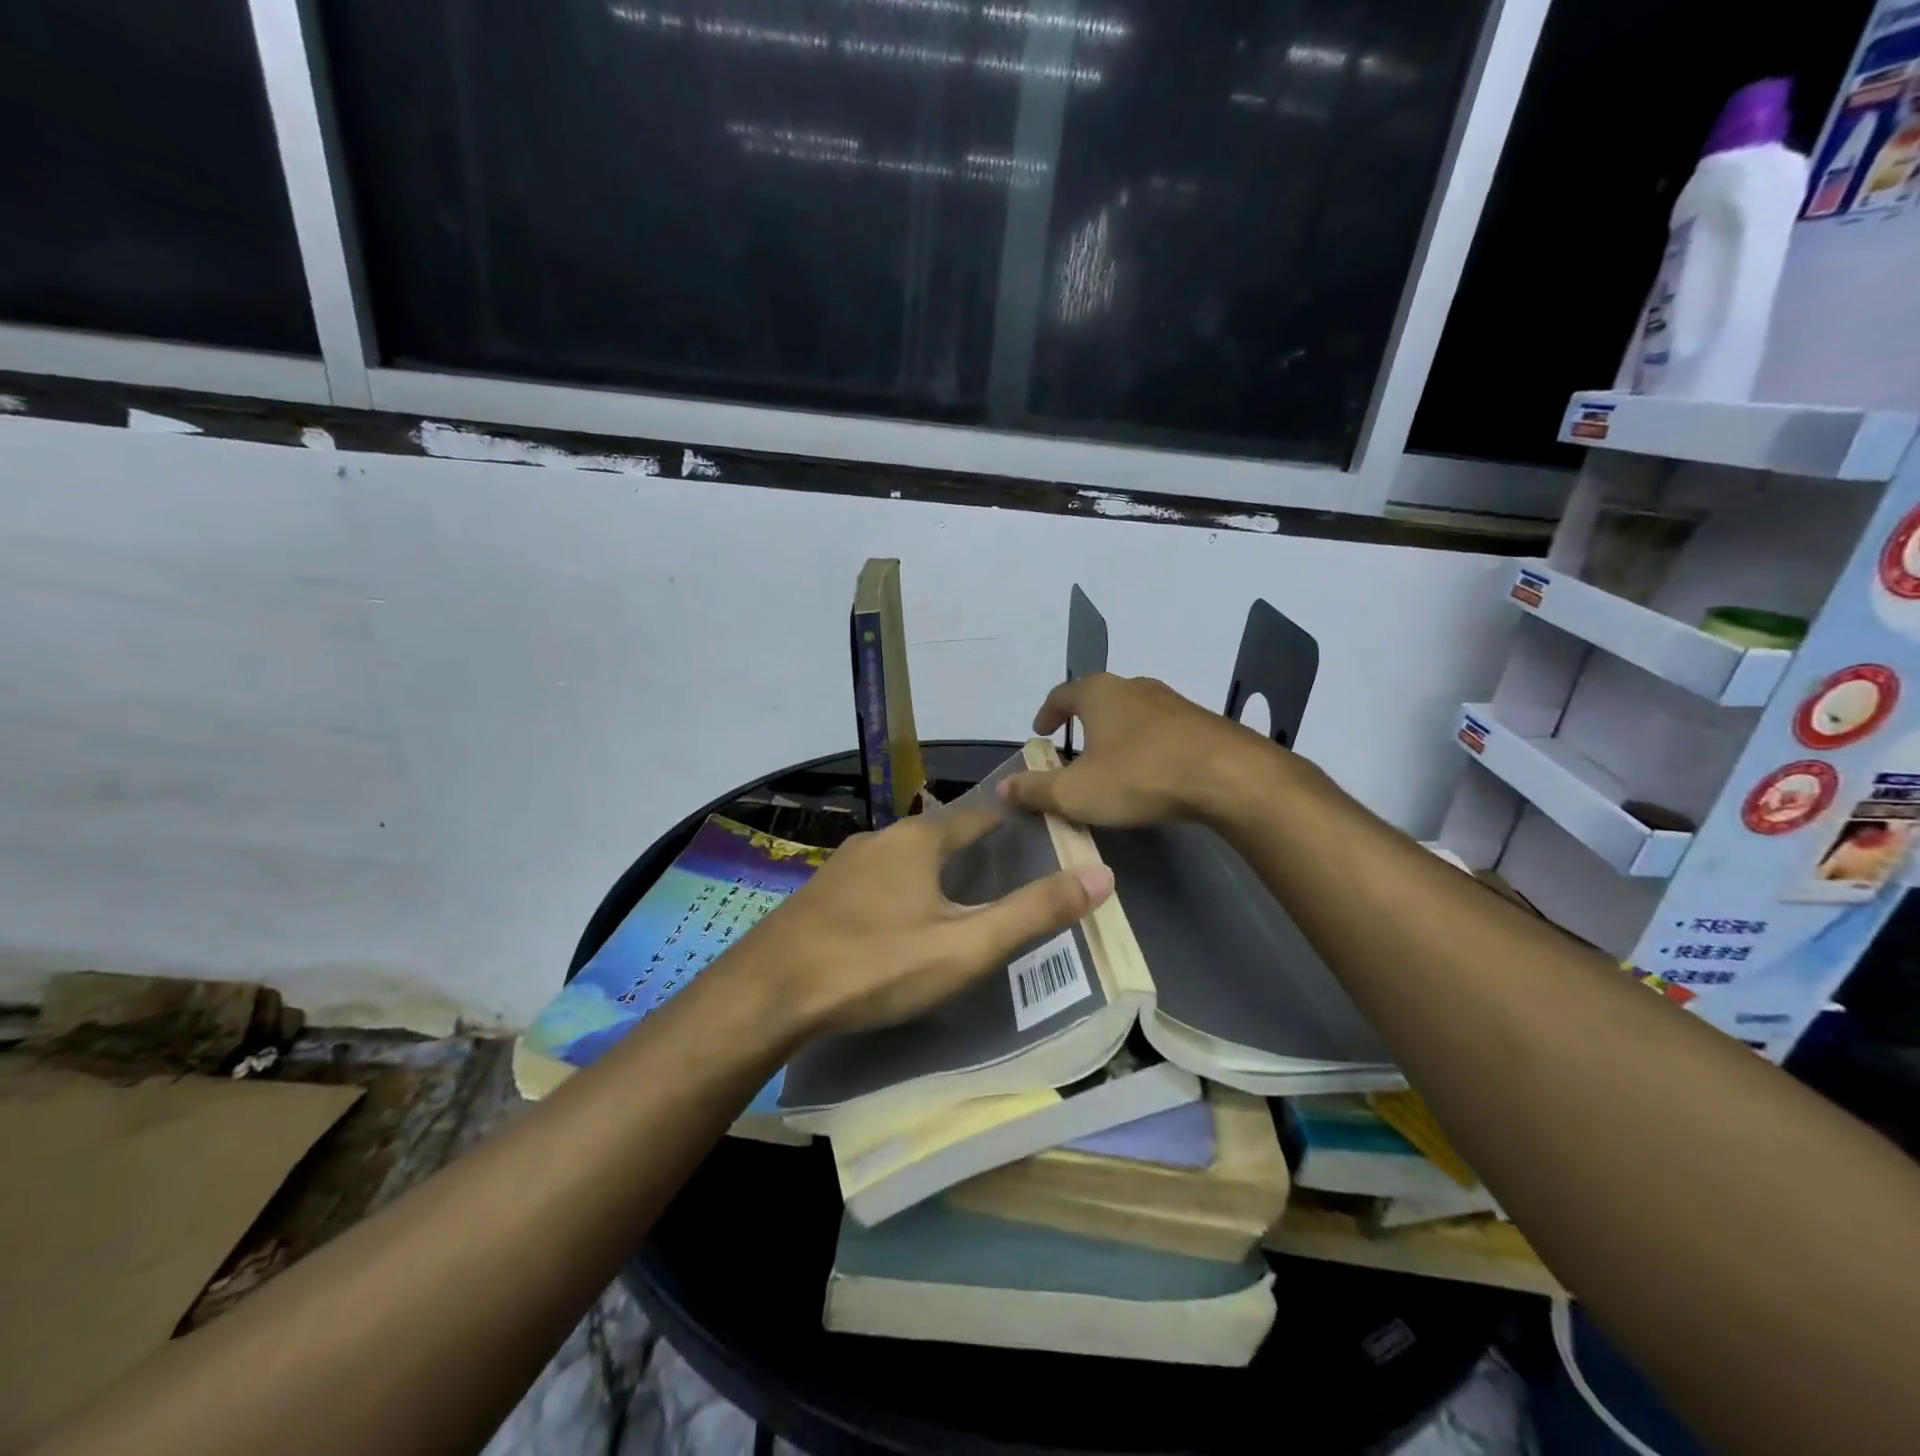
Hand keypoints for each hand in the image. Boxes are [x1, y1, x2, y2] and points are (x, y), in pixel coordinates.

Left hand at [735, 808, 1112, 1037]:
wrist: (768, 992)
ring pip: (903, 857)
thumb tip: (1101, 874)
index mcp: (919, 839)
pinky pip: (874, 879)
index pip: (979, 815)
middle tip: (1001, 874)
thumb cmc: (875, 964)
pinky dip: (897, 888)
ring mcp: (844, 863)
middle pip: (939, 833)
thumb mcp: (965, 946)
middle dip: (970, 848)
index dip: (1010, 822)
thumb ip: (1032, 912)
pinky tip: (894, 920)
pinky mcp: (820, 892)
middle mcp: (881, 838)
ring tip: (953, 897)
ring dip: (931, 869)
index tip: (1035, 831)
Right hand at [998, 673, 1276, 826]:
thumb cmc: (1139, 776)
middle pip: (1099, 699)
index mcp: (1099, 693)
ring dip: (1117, 733)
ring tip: (1111, 761)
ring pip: (1132, 713)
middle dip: (1083, 722)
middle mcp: (1134, 687)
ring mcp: (1171, 701)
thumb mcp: (1076, 793)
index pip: (1062, 694)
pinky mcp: (1200, 722)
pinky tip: (1150, 771)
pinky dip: (1146, 745)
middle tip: (1073, 748)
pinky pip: (1161, 730)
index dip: (1047, 713)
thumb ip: (1036, 791)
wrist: (1227, 776)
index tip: (1039, 732)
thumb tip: (1002, 788)